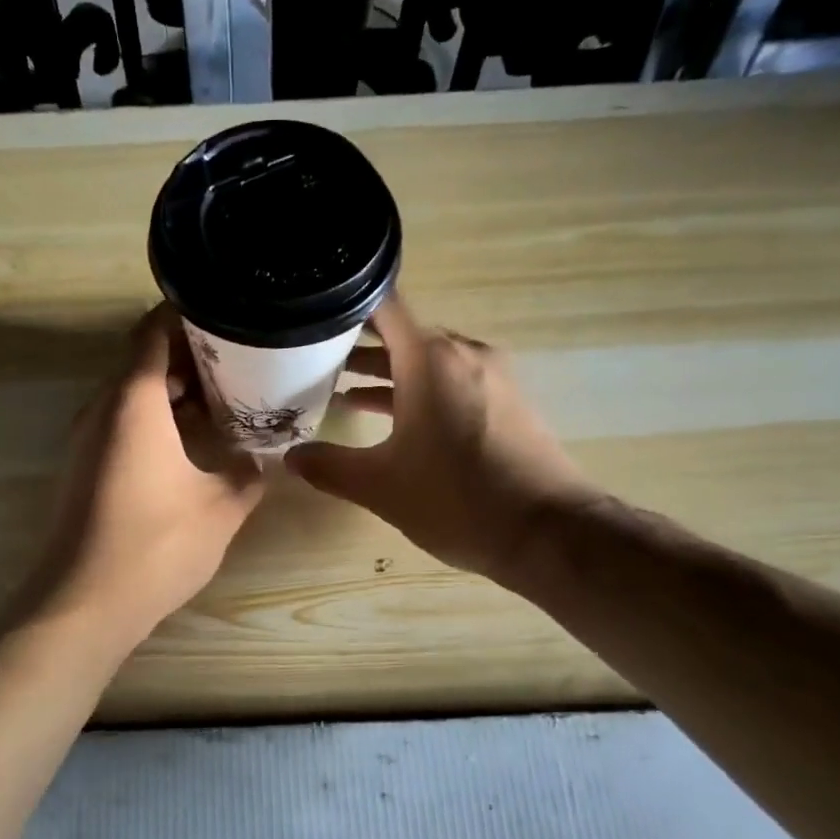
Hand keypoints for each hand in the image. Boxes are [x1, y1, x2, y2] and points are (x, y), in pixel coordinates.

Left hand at [27, 306, 265, 649]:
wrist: (83, 603)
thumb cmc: (156, 545)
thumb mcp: (221, 508)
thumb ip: (247, 474)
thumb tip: (260, 459)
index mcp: (134, 402)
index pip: (154, 331)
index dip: (188, 315)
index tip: (227, 313)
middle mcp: (103, 409)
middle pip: (143, 360)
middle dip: (189, 354)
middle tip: (240, 358)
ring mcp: (87, 439)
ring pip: (132, 394)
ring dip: (173, 390)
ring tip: (224, 397)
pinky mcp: (84, 467)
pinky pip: (122, 423)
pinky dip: (156, 418)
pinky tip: (192, 442)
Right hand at [285, 295, 594, 583]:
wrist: (549, 533)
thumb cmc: (458, 499)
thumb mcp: (381, 486)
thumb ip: (329, 467)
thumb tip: (290, 457)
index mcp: (430, 358)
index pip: (381, 305)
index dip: (342, 307)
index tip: (308, 319)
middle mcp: (463, 353)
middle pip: (402, 332)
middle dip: (358, 345)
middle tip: (312, 360)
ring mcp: (491, 375)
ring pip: (427, 359)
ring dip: (388, 371)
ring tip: (342, 389)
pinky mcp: (506, 401)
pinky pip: (452, 380)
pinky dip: (419, 390)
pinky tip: (394, 419)